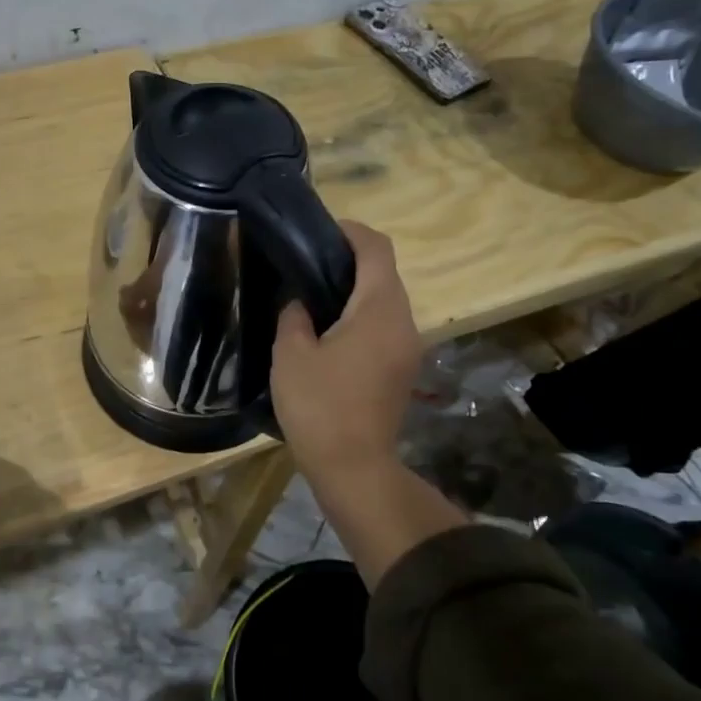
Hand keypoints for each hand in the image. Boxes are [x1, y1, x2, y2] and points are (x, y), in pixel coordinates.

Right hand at [271, 221, 421, 486]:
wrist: (354, 469)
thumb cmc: (320, 406)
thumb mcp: (291, 355)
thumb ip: (294, 316)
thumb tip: (300, 301)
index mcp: (379, 309)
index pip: (376, 248)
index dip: (350, 231)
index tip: (318, 231)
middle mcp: (404, 321)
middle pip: (384, 273)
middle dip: (349, 260)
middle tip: (306, 263)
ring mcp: (408, 347)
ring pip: (385, 301)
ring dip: (355, 290)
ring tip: (313, 295)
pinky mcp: (403, 369)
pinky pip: (385, 326)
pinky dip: (361, 315)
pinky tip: (329, 331)